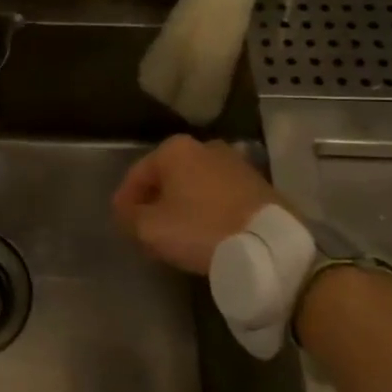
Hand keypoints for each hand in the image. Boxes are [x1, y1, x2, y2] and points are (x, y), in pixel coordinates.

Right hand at [113, 134, 281, 274]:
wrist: (269, 244)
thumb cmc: (201, 229)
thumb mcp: (151, 228)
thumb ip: (130, 217)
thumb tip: (127, 212)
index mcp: (175, 149)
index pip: (137, 175)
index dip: (124, 200)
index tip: (121, 223)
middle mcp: (205, 146)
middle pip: (167, 177)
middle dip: (155, 200)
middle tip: (148, 228)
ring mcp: (235, 163)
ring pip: (194, 185)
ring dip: (182, 205)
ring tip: (178, 234)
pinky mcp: (258, 184)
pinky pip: (219, 195)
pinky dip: (207, 209)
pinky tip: (206, 232)